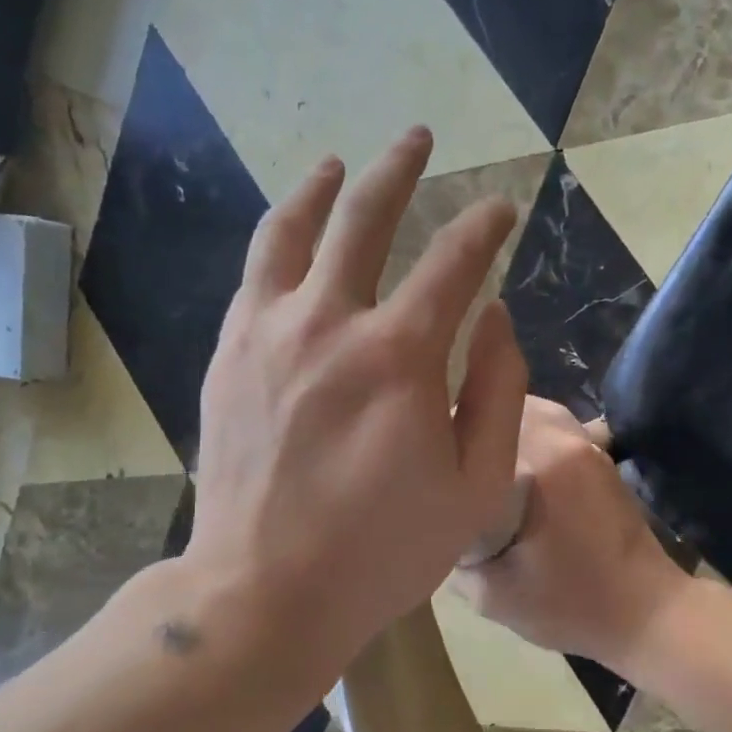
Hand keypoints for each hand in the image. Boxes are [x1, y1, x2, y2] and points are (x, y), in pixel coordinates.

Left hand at [185, 126, 527, 664]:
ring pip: (292, 232)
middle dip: (400, 169)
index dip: (484, 226)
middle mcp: (329, 324)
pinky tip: (290, 236)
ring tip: (339, 164)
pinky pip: (255, 276)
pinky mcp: (229, 356)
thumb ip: (498, 390)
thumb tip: (494, 317)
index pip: (454, 262)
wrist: (265, 592)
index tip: (502, 208)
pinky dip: (278, 242)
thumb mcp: (475, 485)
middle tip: (420, 139)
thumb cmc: (383, 550)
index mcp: (400, 357)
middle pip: (364, 218)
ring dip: (322, 189)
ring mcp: (268, 334)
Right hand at [450, 398, 689, 672]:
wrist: (646, 612)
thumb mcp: (493, 595)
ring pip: (529, 409)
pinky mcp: (599, 453)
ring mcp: (587, 442)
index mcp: (540, 465)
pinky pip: (551, 425)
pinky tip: (511, 463)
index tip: (426, 458)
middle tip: (446, 455)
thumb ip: (455, 554)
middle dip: (471, 422)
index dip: (446, 436)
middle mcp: (564, 439)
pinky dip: (526, 433)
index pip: (476, 425)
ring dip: (501, 426)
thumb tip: (438, 521)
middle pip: (503, 407)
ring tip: (474, 454)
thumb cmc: (572, 607)